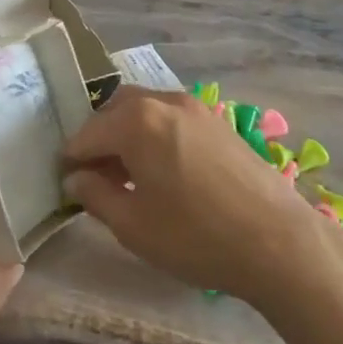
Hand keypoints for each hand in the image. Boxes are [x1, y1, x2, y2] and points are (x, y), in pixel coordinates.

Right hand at [63, 86, 331, 305]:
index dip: (71, 158)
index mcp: (136, 121)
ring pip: (146, 110)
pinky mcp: (219, 122)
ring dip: (128, 133)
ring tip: (129, 175)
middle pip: (116, 110)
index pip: (87, 133)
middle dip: (99, 138)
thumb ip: (95, 195)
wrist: (278, 241)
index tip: (64, 181)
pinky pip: (172, 118)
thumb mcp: (133, 225)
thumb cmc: (195, 236)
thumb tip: (75, 178)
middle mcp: (164, 101)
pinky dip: (155, 134)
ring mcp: (196, 107)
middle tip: (95, 175)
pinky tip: (163, 171)